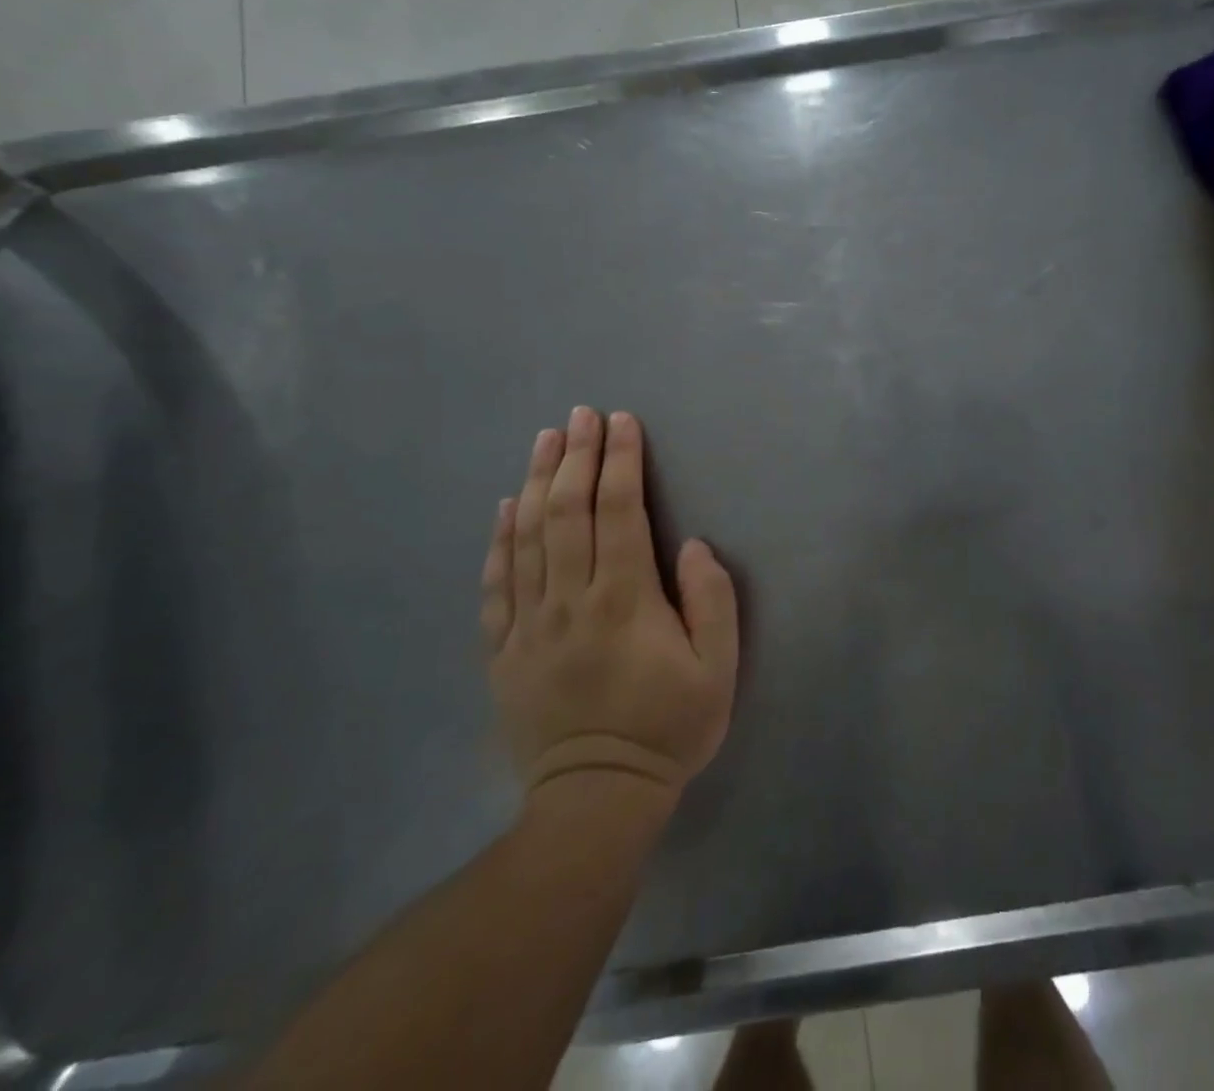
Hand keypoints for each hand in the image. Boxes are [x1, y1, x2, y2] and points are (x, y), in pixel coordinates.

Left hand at [480, 407, 738, 801]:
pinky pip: (496, 583)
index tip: (622, 422)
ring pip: (527, 536)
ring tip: (546, 439)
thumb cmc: (668, 728)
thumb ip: (712, 601)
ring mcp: (529, 624)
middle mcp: (570, 600)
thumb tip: (691, 545)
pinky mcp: (503, 650)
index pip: (620, 511)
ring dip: (538, 480)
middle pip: (568, 511)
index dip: (621, 460)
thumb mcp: (717, 670)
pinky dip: (499, 539)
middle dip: (578, 455)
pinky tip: (506, 506)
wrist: (596, 800)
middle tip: (582, 414)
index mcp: (624, 600)